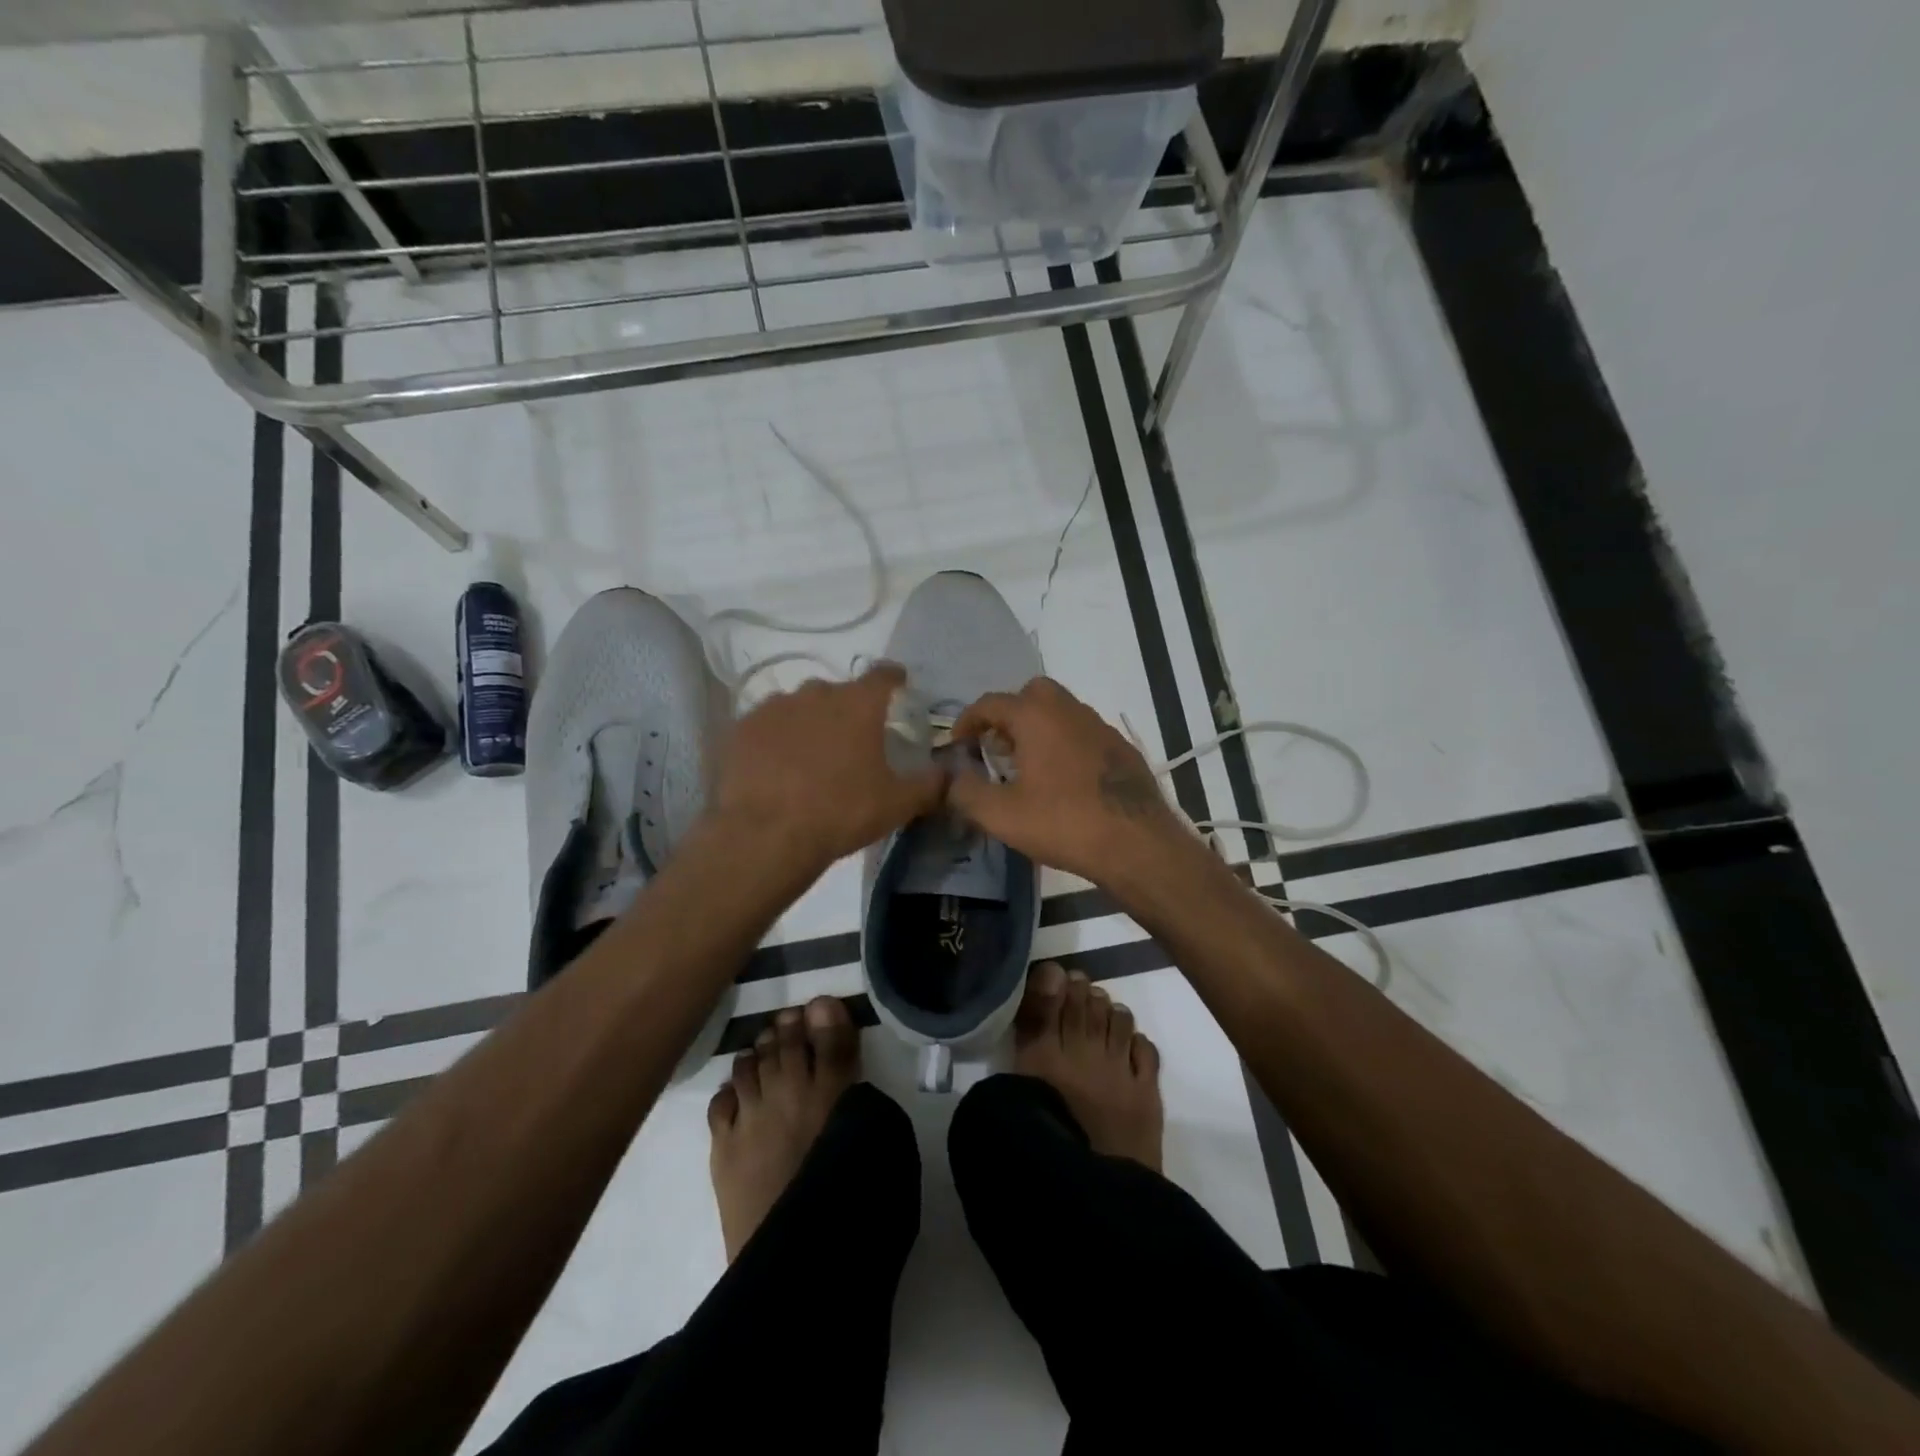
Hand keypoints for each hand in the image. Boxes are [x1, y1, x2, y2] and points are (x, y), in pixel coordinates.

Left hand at [712, 663, 946, 872]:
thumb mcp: (897, 804)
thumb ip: (930, 785)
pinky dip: (775, 739)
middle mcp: (815, 694)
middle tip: (851, 740)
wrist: (765, 835)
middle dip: (847, 709)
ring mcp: (773, 708)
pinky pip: (766, 725)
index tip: (898, 683)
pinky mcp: (741, 729)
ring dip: (809, 722)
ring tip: (810, 756)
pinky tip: (775, 766)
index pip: (882, 675)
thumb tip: (950, 774)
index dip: (893, 677)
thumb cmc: (841, 813)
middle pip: (837, 692)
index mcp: (858, 705)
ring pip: (799, 706)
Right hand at [947, 677, 1189, 882]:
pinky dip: (1065, 744)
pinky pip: (1083, 733)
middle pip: (1031, 694)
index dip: (968, 721)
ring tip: (1027, 767)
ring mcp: (1100, 727)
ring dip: (1038, 729)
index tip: (958, 745)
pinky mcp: (1122, 749)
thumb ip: (966, 792)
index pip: (991, 702)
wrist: (1137, 843)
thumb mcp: (1001, 815)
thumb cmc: (1064, 823)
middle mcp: (1069, 710)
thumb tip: (950, 778)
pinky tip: (1064, 781)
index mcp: (1036, 717)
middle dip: (1008, 715)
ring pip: (1061, 712)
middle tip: (997, 747)